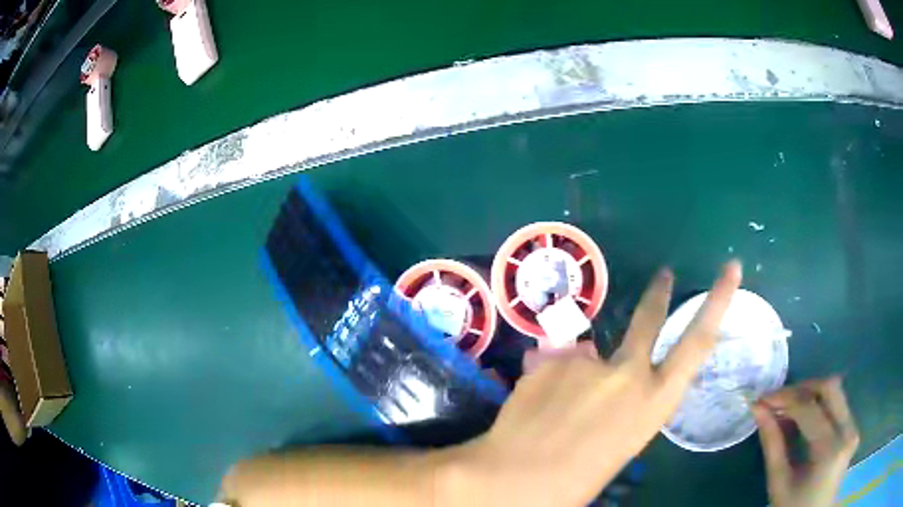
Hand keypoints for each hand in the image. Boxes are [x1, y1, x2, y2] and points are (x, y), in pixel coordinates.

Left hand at [445, 262, 742, 506]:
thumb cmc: (578, 478)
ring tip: (557, 415)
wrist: (516, 478)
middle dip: (659, 294)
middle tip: (664, 274)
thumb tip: (606, 381)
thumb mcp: (621, 442)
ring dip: (580, 381)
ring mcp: (588, 360)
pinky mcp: (551, 359)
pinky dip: (550, 387)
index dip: (718, 302)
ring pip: (590, 361)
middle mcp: (628, 372)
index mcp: (654, 402)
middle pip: (649, 319)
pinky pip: (557, 369)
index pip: (698, 343)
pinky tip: (537, 411)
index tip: (731, 269)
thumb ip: (622, 403)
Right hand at [752, 377, 858, 506]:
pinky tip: (801, 418)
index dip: (784, 399)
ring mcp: (853, 427)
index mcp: (830, 449)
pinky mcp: (852, 427)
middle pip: (829, 388)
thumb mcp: (779, 483)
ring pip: (835, 392)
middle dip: (801, 388)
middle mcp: (847, 430)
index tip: (761, 400)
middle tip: (776, 400)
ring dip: (809, 394)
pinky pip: (837, 404)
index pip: (809, 409)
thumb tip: (758, 409)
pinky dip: (817, 404)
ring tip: (786, 410)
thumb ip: (772, 444)